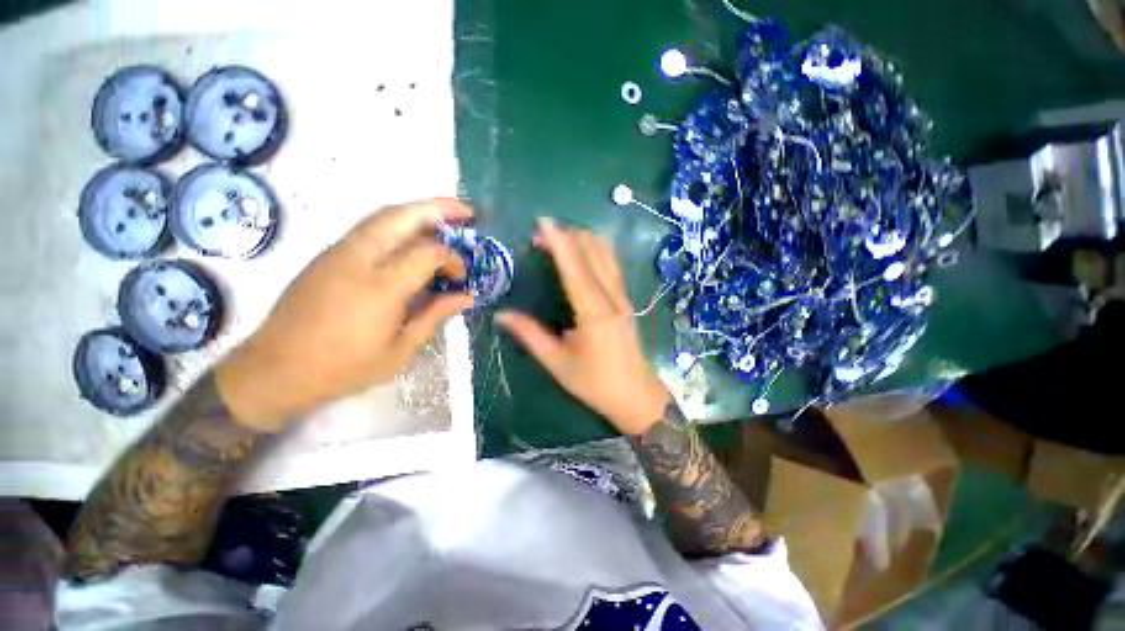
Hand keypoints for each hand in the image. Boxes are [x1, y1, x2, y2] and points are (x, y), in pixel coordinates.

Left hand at [216, 198, 474, 431]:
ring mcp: (338, 252)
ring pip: (383, 215)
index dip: (453, 258)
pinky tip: (412, 238)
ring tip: (444, 218)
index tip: (461, 276)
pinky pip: (369, 228)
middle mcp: (358, 259)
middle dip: (439, 208)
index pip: (428, 252)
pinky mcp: (327, 255)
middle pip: (403, 216)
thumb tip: (466, 297)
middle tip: (467, 212)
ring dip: (418, 211)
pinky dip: (398, 224)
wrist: (275, 370)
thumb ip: (435, 315)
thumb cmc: (344, 368)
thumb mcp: (400, 350)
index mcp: (381, 287)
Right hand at [496, 218, 670, 435]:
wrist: (635, 395)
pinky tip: (584, 251)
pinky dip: (596, 251)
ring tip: (560, 240)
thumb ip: (530, 335)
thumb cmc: (595, 383)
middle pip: (593, 252)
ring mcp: (623, 296)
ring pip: (606, 254)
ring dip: (583, 241)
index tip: (543, 221)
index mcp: (593, 312)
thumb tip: (502, 314)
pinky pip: (612, 265)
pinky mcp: (626, 300)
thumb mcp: (557, 363)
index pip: (574, 268)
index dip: (558, 242)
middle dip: (568, 236)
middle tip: (542, 236)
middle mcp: (611, 297)